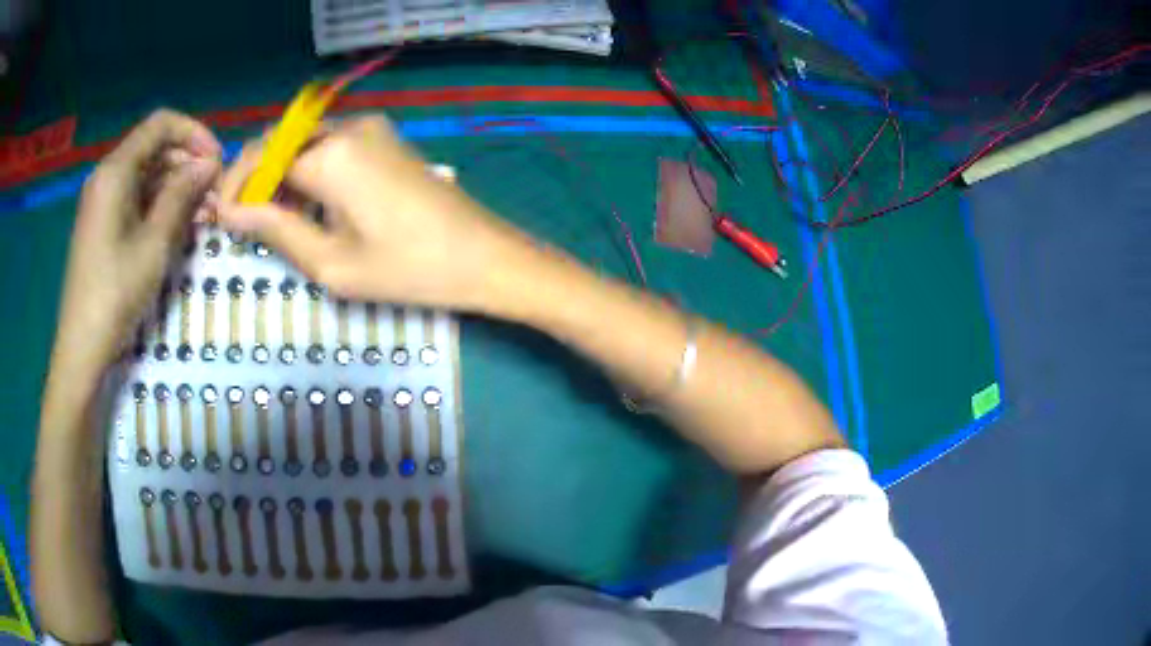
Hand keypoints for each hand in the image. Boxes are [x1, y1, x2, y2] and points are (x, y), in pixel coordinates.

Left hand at [53, 109, 220, 373]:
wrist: (81, 347)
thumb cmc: (115, 294)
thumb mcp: (154, 243)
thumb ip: (181, 195)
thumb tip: (209, 164)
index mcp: (115, 171)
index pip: (161, 124)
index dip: (194, 133)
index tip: (217, 160)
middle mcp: (107, 176)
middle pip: (154, 148)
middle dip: (187, 161)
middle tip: (215, 191)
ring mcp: (102, 201)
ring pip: (146, 174)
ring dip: (176, 185)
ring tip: (204, 211)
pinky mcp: (102, 223)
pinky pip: (135, 198)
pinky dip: (159, 203)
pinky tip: (180, 223)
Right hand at [218, 116, 534, 310]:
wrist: (484, 256)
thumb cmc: (408, 269)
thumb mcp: (332, 262)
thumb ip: (276, 229)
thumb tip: (232, 213)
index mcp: (330, 154)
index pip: (261, 159)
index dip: (235, 187)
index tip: (221, 218)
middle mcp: (348, 127)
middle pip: (281, 143)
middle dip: (256, 179)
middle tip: (244, 222)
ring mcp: (372, 129)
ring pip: (305, 142)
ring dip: (281, 174)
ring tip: (271, 220)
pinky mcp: (386, 139)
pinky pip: (332, 146)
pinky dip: (309, 170)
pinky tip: (308, 205)